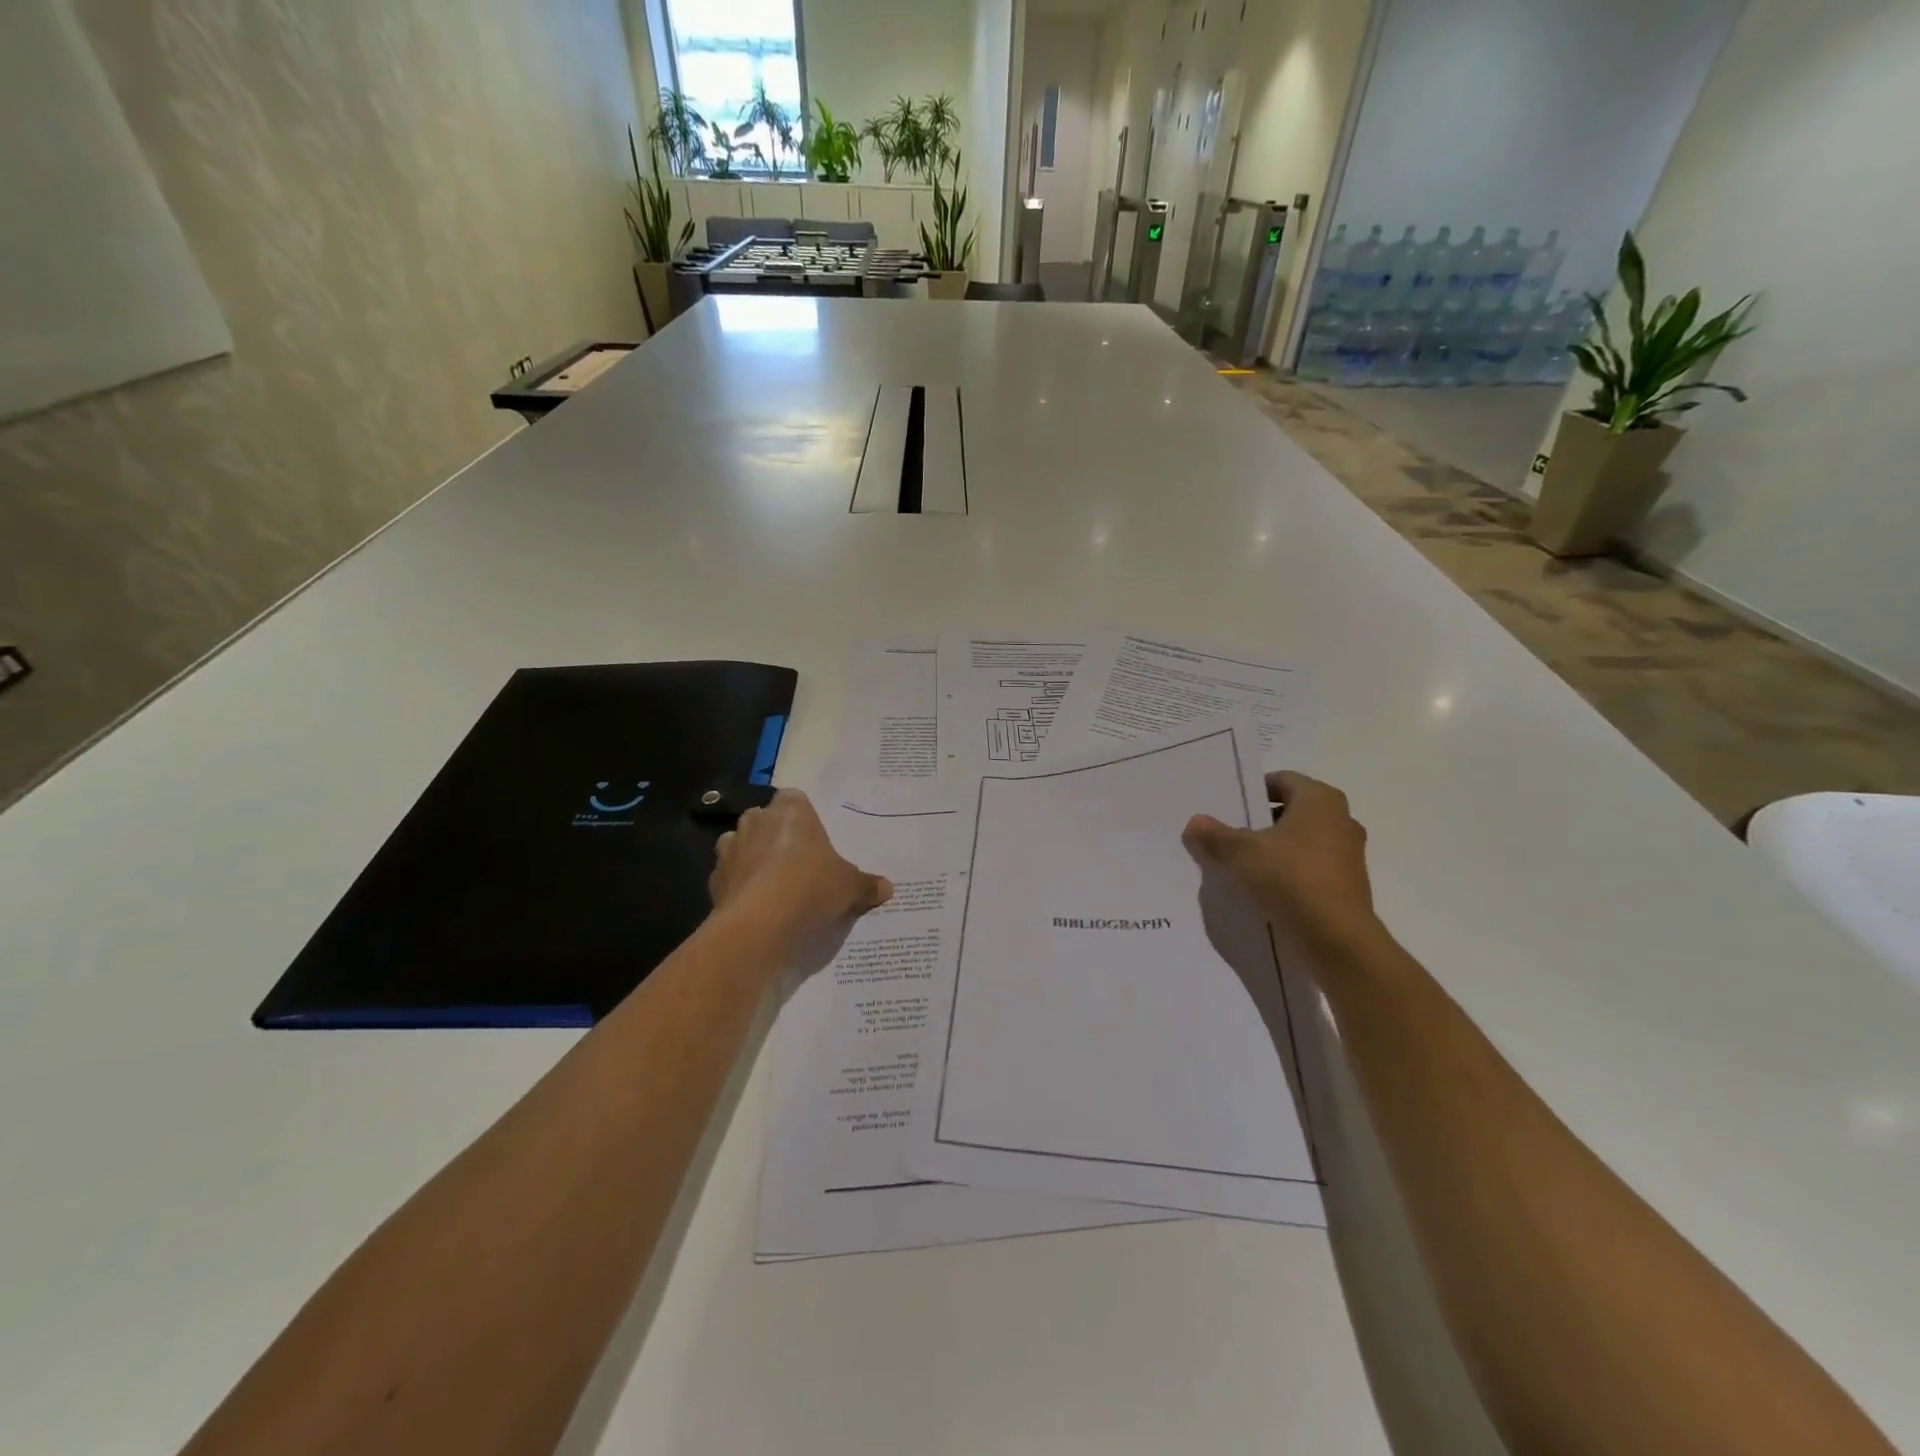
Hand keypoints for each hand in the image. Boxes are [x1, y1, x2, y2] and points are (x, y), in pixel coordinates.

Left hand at [709, 790, 891, 967]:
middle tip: (798, 862)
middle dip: (776, 837)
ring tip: (775, 885)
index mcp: (790, 810)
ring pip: (742, 846)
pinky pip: (730, 878)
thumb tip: (887, 888)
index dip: (802, 817)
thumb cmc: (810, 886)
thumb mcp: (850, 886)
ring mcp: (730, 850)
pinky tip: (757, 908)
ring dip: (753, 860)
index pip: (794, 798)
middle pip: (765, 820)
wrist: (760, 924)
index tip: (814, 838)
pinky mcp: (714, 881)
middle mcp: (755, 821)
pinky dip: (740, 888)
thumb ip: (866, 884)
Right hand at [1182, 771, 1382, 961]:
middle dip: (1259, 821)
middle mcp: (1341, 819)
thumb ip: (1215, 835)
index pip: (1282, 780)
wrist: (1336, 938)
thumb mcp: (1241, 853)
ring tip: (1240, 863)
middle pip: (1291, 810)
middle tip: (1227, 833)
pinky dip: (1288, 871)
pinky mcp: (1347, 884)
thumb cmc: (1290, 878)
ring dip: (1273, 848)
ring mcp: (1348, 853)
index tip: (1227, 806)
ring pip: (1301, 840)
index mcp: (1320, 799)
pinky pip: (1310, 867)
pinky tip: (1263, 887)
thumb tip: (1194, 823)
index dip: (1252, 789)